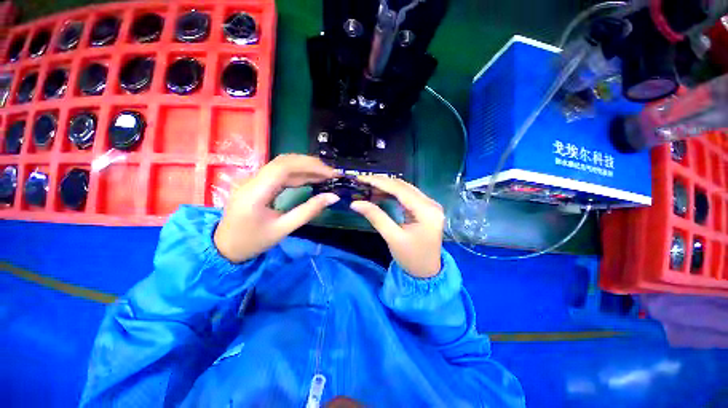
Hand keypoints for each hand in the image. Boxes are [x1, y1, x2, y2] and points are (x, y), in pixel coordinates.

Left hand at [214, 154, 339, 262]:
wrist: (225, 247)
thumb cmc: (253, 241)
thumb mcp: (284, 229)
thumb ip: (309, 211)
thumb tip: (333, 197)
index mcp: (255, 192)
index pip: (284, 167)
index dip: (310, 166)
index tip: (330, 173)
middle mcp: (252, 180)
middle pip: (284, 161)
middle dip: (310, 164)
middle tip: (331, 172)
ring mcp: (253, 180)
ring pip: (282, 165)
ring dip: (305, 167)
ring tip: (325, 175)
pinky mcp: (257, 183)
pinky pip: (279, 173)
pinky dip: (298, 174)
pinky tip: (310, 179)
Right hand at [351, 176, 444, 277]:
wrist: (426, 273)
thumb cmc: (411, 258)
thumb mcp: (392, 237)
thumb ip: (375, 217)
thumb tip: (355, 203)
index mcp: (426, 211)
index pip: (400, 190)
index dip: (380, 182)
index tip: (361, 178)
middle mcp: (431, 204)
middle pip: (404, 186)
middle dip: (382, 182)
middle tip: (362, 181)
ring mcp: (430, 205)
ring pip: (405, 189)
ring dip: (387, 187)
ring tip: (368, 187)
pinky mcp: (425, 209)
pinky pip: (407, 196)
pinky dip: (393, 194)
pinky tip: (380, 194)